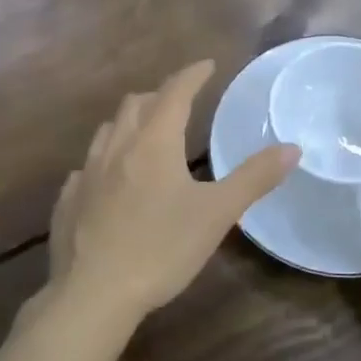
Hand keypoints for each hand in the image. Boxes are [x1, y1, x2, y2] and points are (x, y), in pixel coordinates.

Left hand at [48, 61, 297, 328]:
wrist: (92, 295)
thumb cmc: (161, 248)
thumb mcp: (217, 213)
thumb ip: (254, 178)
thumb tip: (292, 148)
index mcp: (154, 142)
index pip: (175, 92)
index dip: (192, 74)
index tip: (207, 65)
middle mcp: (117, 147)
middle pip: (136, 104)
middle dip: (160, 95)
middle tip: (180, 102)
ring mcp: (86, 173)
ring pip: (107, 131)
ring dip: (129, 122)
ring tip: (145, 134)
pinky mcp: (68, 201)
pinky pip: (86, 167)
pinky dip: (104, 161)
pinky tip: (110, 180)